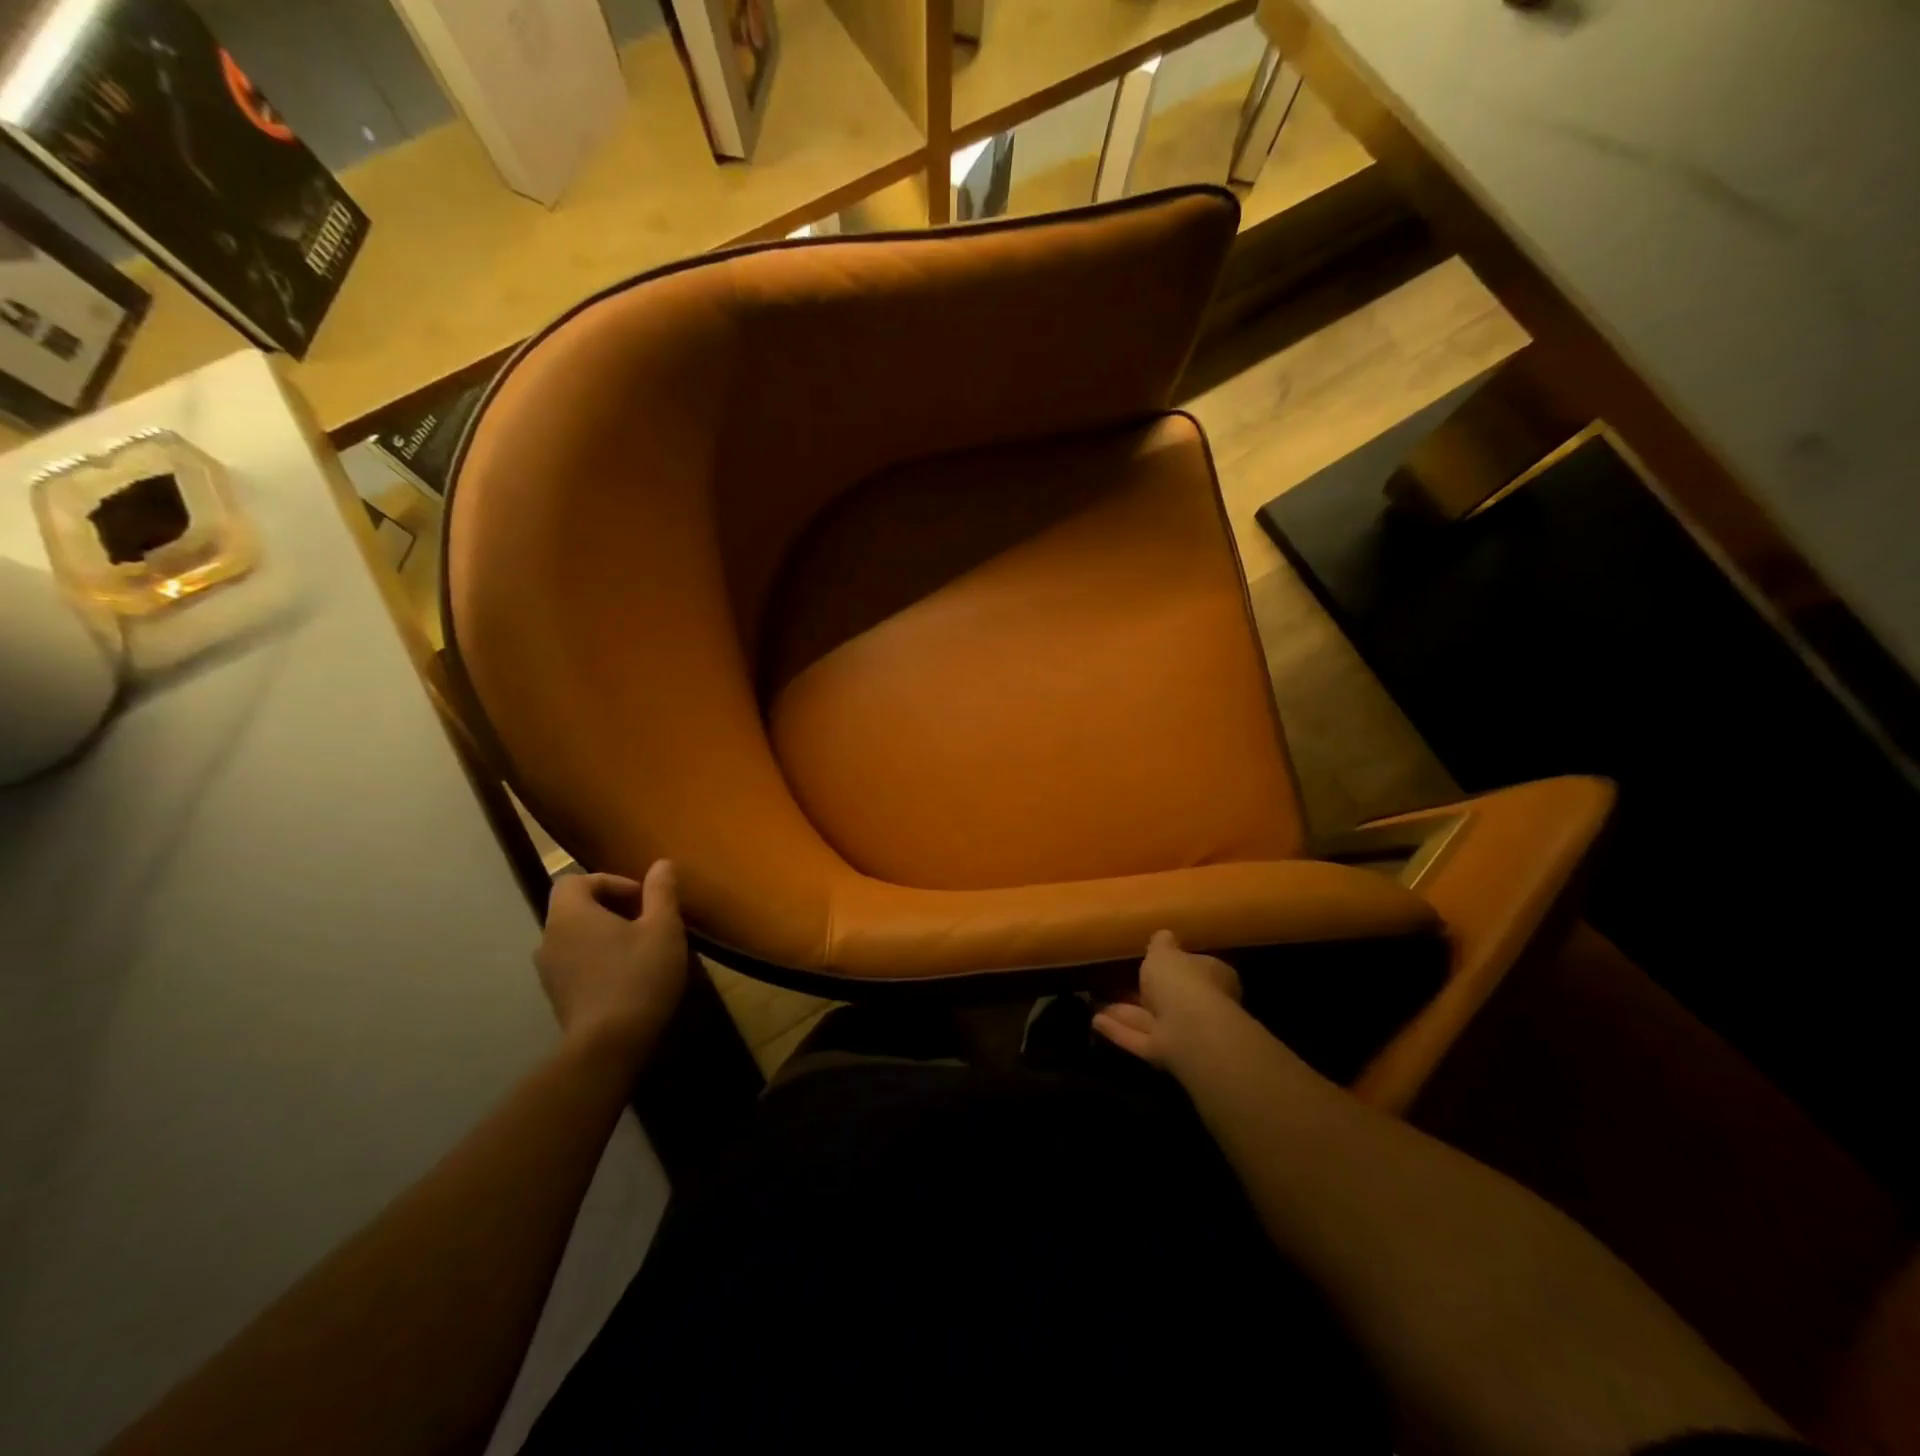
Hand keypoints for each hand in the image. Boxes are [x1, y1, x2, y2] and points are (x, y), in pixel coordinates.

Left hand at [536, 862, 687, 1064]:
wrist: (608, 1045)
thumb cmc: (638, 976)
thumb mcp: (663, 928)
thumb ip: (661, 892)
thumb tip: (661, 864)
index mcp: (570, 914)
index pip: (574, 880)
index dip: (609, 881)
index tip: (641, 899)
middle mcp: (549, 937)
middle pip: (574, 907)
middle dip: (610, 907)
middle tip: (646, 921)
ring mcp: (548, 970)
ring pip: (575, 936)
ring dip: (604, 934)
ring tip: (639, 948)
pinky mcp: (556, 996)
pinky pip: (574, 962)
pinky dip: (597, 958)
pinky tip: (627, 975)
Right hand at [1093, 929, 1241, 1069]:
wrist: (1190, 1031)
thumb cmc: (1181, 981)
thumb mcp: (1164, 952)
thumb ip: (1161, 944)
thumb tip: (1163, 935)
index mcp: (1211, 977)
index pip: (1194, 967)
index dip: (1173, 964)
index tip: (1149, 960)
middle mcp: (1201, 1005)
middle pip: (1168, 997)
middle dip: (1142, 992)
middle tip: (1114, 982)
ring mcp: (1183, 1033)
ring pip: (1149, 1019)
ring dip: (1123, 1012)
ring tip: (1093, 1002)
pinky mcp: (1166, 1054)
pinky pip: (1138, 1038)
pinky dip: (1118, 1030)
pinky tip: (1094, 1021)